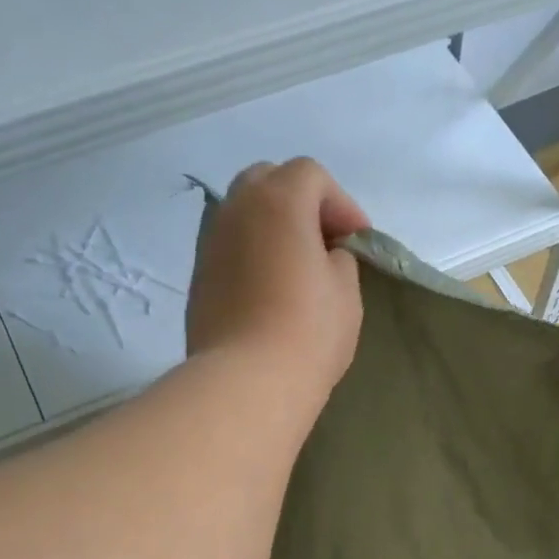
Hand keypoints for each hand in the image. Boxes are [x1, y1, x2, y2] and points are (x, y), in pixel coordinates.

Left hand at [187, 158, 367, 405]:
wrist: (247, 382)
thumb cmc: (308, 332)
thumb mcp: (346, 291)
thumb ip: (339, 258)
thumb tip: (322, 254)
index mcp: (278, 201)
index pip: (311, 176)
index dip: (341, 203)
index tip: (358, 241)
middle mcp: (236, 209)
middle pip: (269, 181)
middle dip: (301, 203)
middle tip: (324, 242)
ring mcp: (210, 242)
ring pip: (244, 213)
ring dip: (273, 228)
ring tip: (296, 266)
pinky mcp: (199, 277)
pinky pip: (231, 247)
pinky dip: (253, 253)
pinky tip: (269, 289)